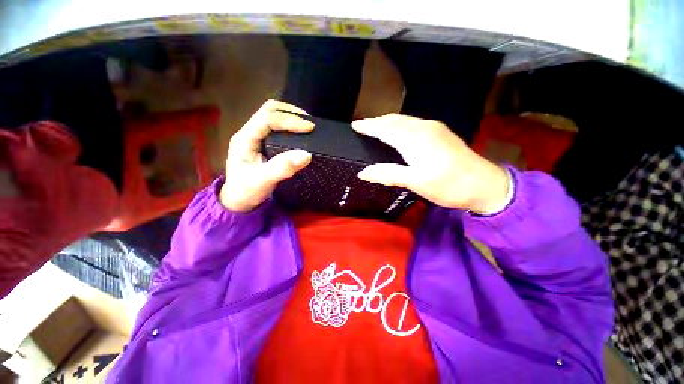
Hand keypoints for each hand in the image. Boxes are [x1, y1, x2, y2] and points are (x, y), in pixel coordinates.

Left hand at [220, 100, 313, 212]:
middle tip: (309, 123)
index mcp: (245, 139)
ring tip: (307, 126)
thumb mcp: (263, 181)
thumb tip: (307, 155)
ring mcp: (256, 138)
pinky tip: (301, 134)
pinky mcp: (264, 144)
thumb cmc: (247, 192)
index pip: (268, 118)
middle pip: (269, 110)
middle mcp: (250, 133)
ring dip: (291, 117)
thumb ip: (282, 168)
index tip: (310, 127)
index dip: (290, 120)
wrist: (239, 201)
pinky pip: (278, 128)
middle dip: (290, 112)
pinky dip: (291, 127)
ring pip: (274, 116)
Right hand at [352, 114, 508, 213]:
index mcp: (414, 139)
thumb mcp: (415, 182)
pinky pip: (414, 124)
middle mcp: (424, 128)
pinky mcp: (441, 133)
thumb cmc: (448, 185)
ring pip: (405, 120)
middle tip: (364, 126)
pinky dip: (401, 125)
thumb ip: (388, 174)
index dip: (369, 126)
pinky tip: (400, 133)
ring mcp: (435, 129)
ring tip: (377, 128)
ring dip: (389, 122)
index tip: (355, 125)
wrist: (485, 185)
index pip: (385, 128)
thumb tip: (363, 173)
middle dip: (377, 121)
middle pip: (395, 120)